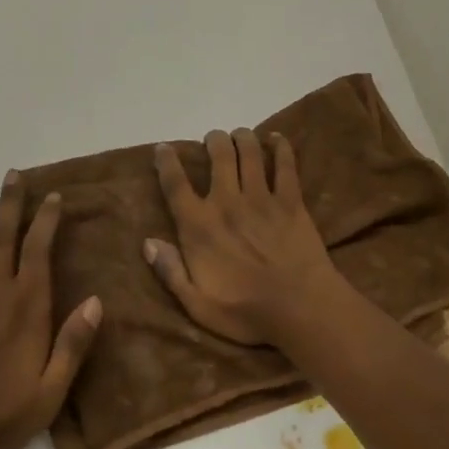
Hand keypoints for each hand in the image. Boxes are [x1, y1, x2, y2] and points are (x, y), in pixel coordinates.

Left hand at [0, 173, 101, 448]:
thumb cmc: (2, 416)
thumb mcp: (51, 391)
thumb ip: (73, 344)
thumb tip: (97, 300)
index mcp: (25, 306)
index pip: (38, 248)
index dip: (47, 218)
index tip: (54, 196)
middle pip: (1, 234)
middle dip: (10, 201)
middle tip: (13, 174)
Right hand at [144, 128, 340, 345]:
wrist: (300, 307)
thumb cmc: (245, 312)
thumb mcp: (197, 305)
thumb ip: (171, 272)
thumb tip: (148, 242)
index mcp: (200, 226)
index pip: (176, 184)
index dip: (167, 162)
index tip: (163, 148)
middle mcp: (227, 202)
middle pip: (218, 156)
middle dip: (213, 140)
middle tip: (213, 139)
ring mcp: (261, 197)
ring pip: (249, 152)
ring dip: (242, 137)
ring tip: (240, 135)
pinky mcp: (290, 200)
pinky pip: (285, 165)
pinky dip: (280, 147)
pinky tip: (276, 139)